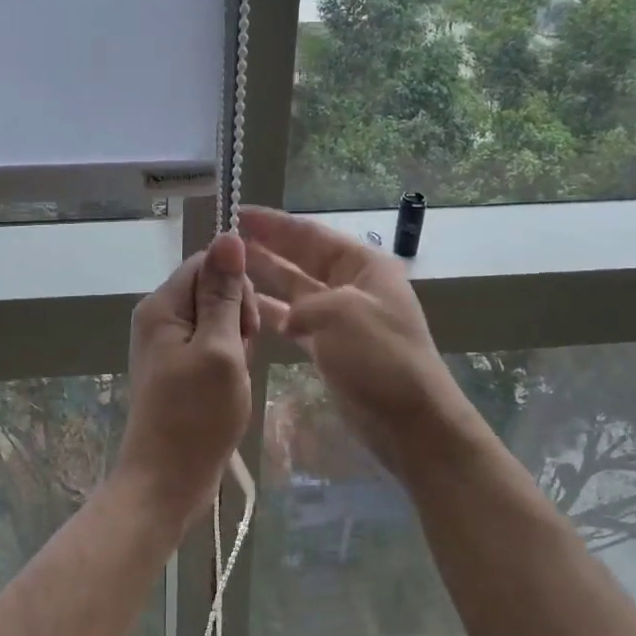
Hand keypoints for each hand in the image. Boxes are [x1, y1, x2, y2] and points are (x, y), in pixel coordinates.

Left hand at [118, 232, 257, 527]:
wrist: (167, 481)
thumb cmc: (196, 416)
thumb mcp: (219, 349)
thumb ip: (224, 293)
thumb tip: (228, 235)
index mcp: (162, 306)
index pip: (208, 264)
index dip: (237, 287)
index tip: (247, 326)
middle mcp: (160, 317)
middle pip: (212, 289)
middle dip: (238, 316)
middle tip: (241, 355)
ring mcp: (168, 344)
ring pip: (217, 318)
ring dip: (236, 340)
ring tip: (235, 375)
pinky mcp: (179, 366)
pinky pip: (212, 343)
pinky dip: (229, 358)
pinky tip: (231, 384)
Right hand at [239, 206, 474, 482]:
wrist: (410, 422)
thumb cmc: (381, 358)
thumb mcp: (342, 315)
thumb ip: (304, 304)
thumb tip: (286, 317)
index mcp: (363, 265)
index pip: (311, 234)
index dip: (274, 224)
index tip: (239, 213)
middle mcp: (352, 285)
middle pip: (301, 258)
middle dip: (266, 247)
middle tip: (224, 240)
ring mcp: (341, 317)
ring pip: (295, 289)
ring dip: (265, 279)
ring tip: (225, 270)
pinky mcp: (331, 346)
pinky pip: (295, 321)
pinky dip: (273, 314)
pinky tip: (244, 309)